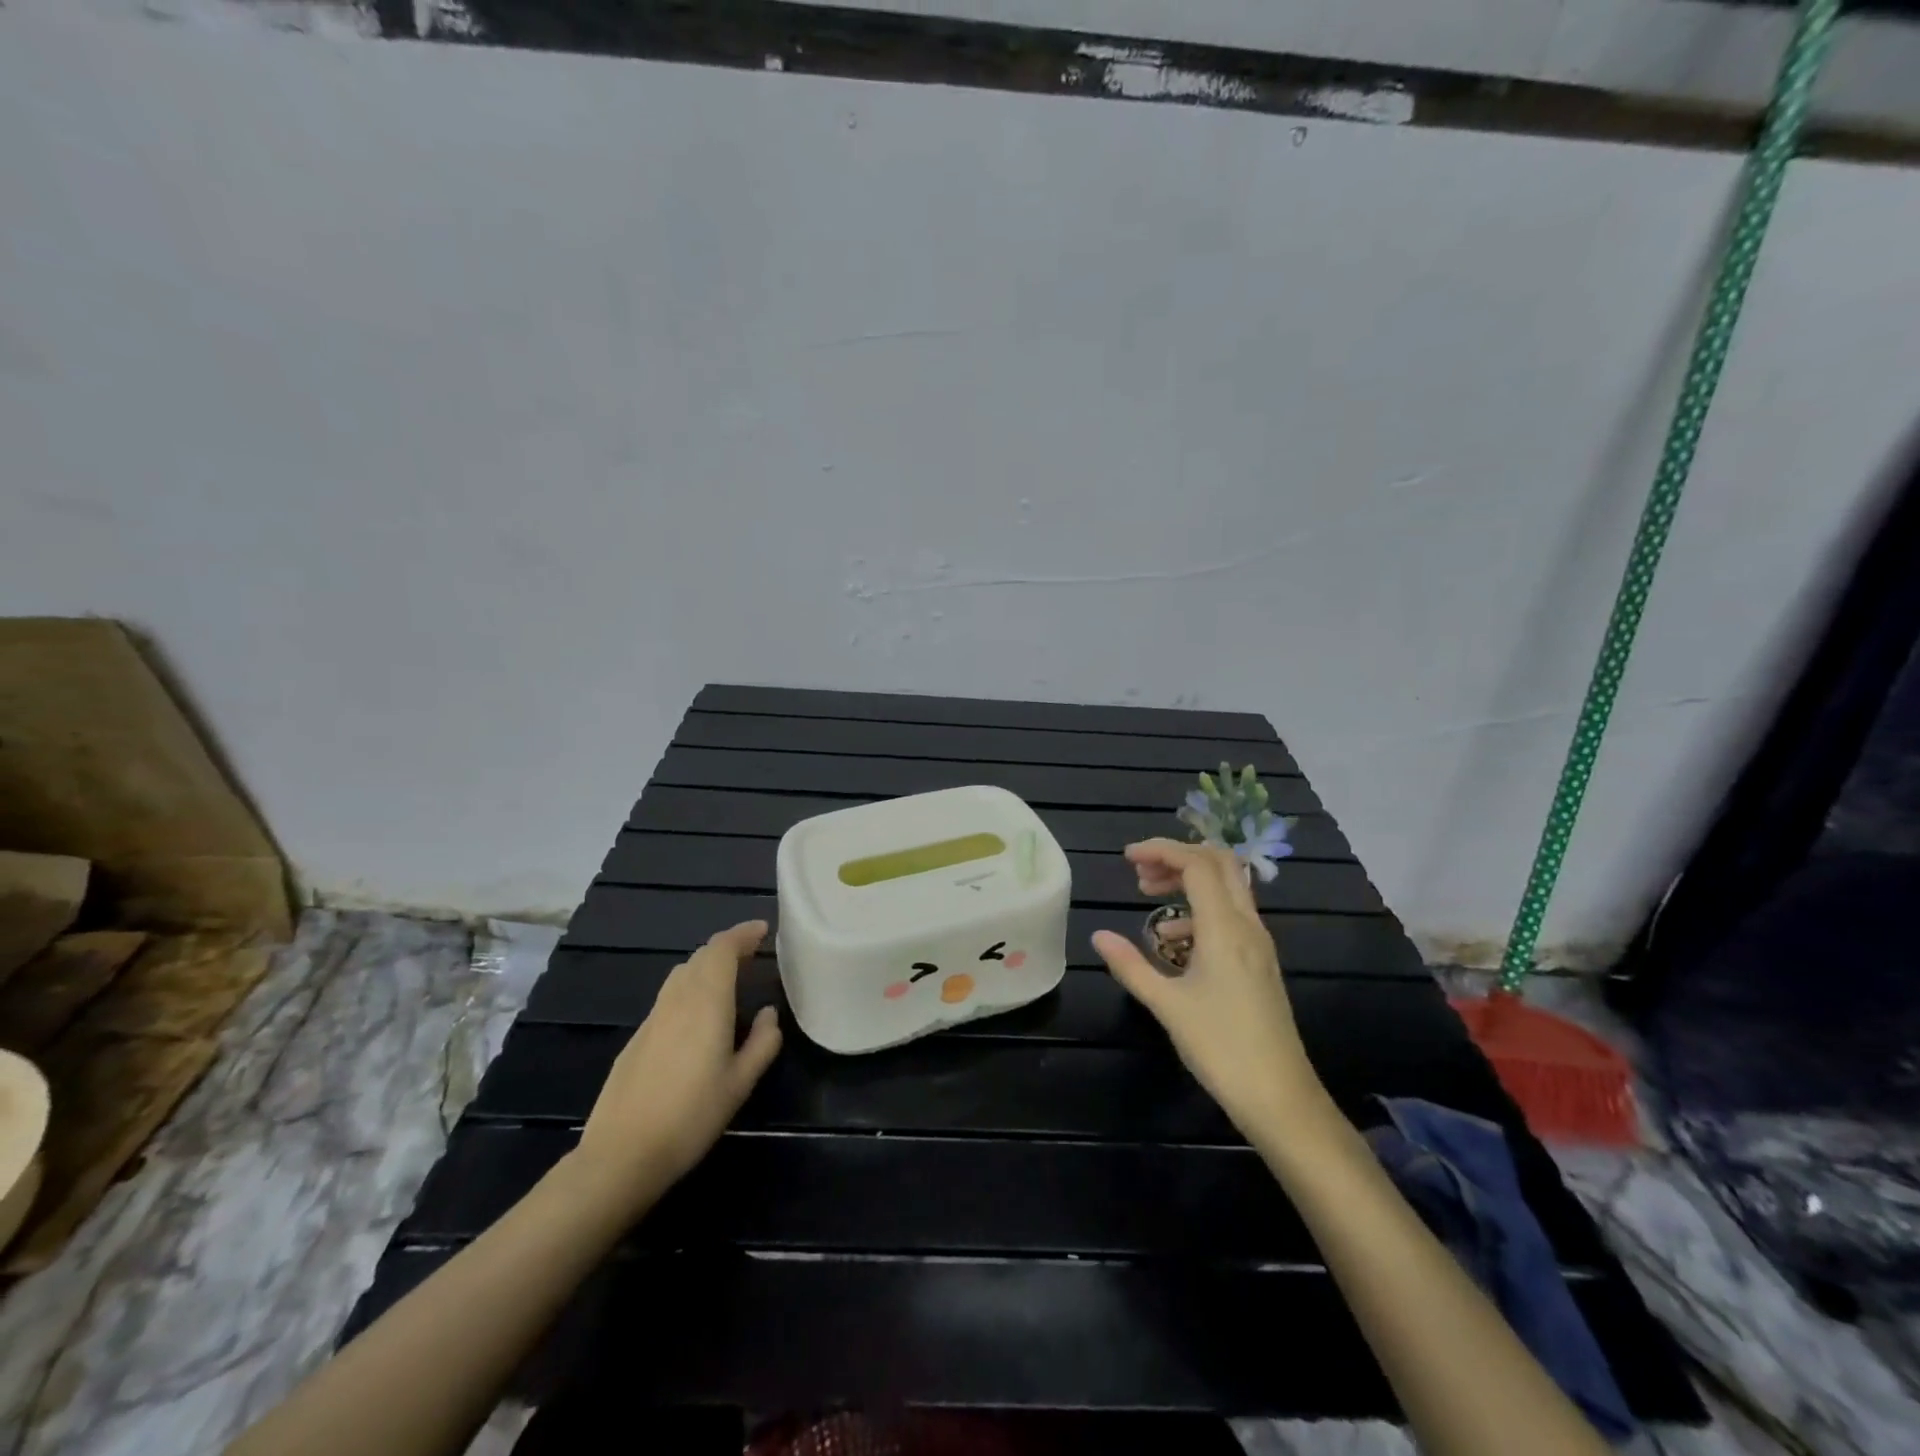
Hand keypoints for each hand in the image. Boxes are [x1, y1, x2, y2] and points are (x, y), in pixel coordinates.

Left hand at [573, 920, 782, 1205]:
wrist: (621, 1154)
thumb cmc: (691, 1116)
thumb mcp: (740, 1083)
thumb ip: (762, 1042)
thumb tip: (769, 1013)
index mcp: (706, 1002)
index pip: (722, 949)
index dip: (742, 934)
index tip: (763, 930)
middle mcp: (677, 999)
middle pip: (701, 957)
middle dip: (727, 947)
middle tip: (751, 953)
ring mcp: (652, 1018)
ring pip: (681, 974)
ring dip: (706, 966)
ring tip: (728, 978)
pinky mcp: (636, 1038)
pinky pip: (669, 997)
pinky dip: (690, 988)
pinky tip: (698, 1016)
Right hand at [1092, 840, 1328, 1136]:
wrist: (1280, 1096)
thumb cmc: (1220, 1048)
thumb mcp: (1167, 1005)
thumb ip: (1131, 965)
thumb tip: (1098, 936)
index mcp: (1225, 929)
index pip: (1197, 864)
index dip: (1161, 850)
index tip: (1127, 858)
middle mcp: (1247, 926)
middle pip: (1219, 863)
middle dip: (1177, 857)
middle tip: (1140, 872)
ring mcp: (1258, 943)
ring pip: (1228, 886)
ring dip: (1189, 880)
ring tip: (1150, 898)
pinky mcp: (1260, 960)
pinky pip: (1231, 913)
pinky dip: (1200, 909)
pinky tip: (1173, 940)